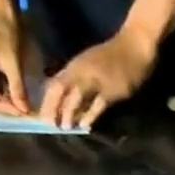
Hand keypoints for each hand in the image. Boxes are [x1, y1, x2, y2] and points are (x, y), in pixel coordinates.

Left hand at [40, 26, 158, 129]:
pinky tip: (85, 126)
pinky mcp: (111, 90)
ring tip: (65, 127)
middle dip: (53, 107)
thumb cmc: (113, 56)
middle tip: (50, 124)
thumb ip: (79, 78)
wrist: (133, 48)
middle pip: (61, 90)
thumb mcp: (90, 64)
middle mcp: (81, 72)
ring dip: (69, 112)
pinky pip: (97, 104)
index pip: (54, 83)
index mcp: (75, 66)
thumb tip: (68, 99)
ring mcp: (96, 80)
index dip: (47, 100)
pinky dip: (90, 115)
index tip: (42, 115)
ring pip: (76, 97)